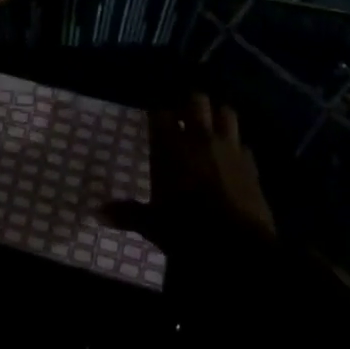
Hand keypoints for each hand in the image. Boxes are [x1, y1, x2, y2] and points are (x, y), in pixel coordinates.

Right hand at [110, 93, 277, 259]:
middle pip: (196, 101)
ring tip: (210, 126)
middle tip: (183, 116)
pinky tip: (232, 157)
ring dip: (217, 115)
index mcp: (171, 147)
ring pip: (225, 113)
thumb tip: (97, 213)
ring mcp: (229, 148)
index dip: (157, 114)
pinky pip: (243, 144)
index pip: (160, 114)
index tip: (153, 119)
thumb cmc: (187, 231)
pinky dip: (237, 146)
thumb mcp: (153, 225)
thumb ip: (128, 213)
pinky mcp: (251, 164)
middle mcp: (200, 138)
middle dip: (190, 104)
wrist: (239, 247)